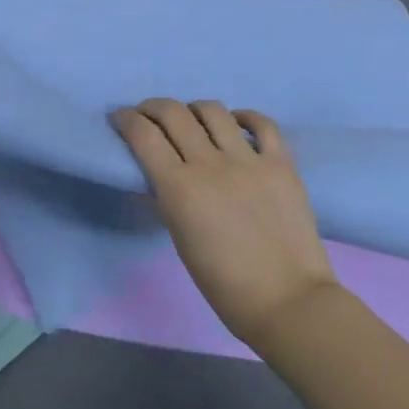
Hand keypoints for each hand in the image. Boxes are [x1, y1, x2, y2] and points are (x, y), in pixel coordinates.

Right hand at [113, 99, 339, 346]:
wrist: (288, 301)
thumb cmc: (224, 283)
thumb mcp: (179, 239)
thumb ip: (165, 200)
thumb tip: (155, 177)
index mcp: (179, 188)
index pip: (143, 135)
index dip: (125, 119)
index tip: (120, 118)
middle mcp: (211, 164)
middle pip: (173, 113)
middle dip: (152, 107)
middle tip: (148, 115)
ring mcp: (249, 160)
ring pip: (213, 111)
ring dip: (193, 109)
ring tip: (192, 120)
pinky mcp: (281, 163)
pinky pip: (262, 124)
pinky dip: (244, 117)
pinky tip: (235, 124)